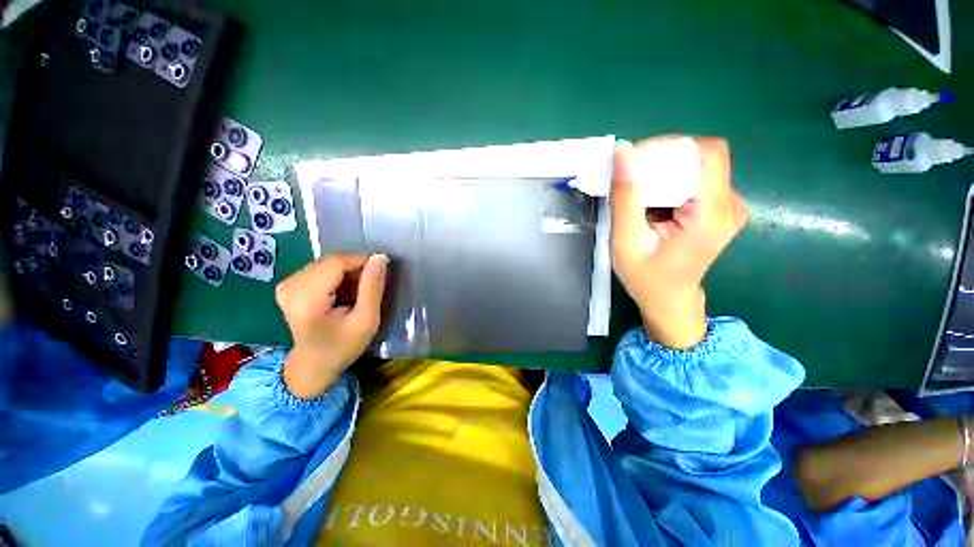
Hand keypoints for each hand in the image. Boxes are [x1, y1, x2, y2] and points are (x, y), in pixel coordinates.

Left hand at [275, 253, 389, 397]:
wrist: (314, 364)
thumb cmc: (342, 346)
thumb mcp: (366, 320)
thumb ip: (372, 287)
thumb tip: (380, 258)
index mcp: (306, 299)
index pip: (336, 263)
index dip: (361, 260)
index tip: (382, 268)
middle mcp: (291, 286)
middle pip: (331, 261)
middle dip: (355, 268)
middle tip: (370, 285)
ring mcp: (287, 284)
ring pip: (327, 263)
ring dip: (347, 272)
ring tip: (357, 292)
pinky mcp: (289, 285)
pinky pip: (320, 268)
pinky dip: (337, 275)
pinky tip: (342, 291)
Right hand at [611, 137, 748, 348]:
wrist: (668, 300)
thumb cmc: (645, 277)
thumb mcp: (626, 241)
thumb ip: (626, 198)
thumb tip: (624, 152)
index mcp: (712, 215)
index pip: (707, 153)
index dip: (671, 146)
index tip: (637, 160)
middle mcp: (731, 205)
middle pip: (701, 158)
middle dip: (661, 162)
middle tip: (630, 181)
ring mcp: (730, 206)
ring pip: (697, 167)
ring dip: (664, 173)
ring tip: (638, 196)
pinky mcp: (721, 207)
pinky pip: (697, 179)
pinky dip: (671, 182)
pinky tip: (653, 203)